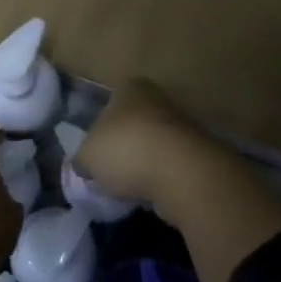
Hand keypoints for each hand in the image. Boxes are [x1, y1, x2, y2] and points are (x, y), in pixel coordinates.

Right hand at [73, 78, 201, 205]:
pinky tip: (151, 193)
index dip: (99, 128)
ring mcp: (182, 125)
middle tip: (109, 171)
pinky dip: (161, 178)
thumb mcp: (87, 156)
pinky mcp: (198, 154)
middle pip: (133, 124)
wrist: (181, 173)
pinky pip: (170, 165)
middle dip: (122, 147)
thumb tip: (84, 165)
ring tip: (129, 187)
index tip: (94, 152)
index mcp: (130, 88)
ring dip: (143, 164)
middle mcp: (158, 99)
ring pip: (153, 145)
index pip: (109, 103)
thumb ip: (82, 158)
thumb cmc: (126, 150)